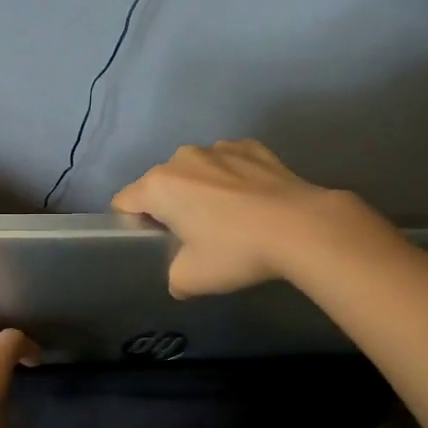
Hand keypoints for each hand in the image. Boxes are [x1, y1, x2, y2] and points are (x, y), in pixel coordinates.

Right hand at [112, 139, 382, 296]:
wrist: (303, 227)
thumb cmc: (236, 251)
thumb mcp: (191, 280)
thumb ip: (173, 277)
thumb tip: (180, 278)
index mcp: (158, 185)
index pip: (124, 202)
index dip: (131, 225)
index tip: (154, 244)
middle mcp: (182, 158)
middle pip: (161, 184)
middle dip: (169, 206)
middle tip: (194, 238)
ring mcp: (219, 148)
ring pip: (196, 170)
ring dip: (201, 189)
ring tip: (229, 219)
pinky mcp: (253, 147)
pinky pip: (229, 163)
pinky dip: (233, 179)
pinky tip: (253, 202)